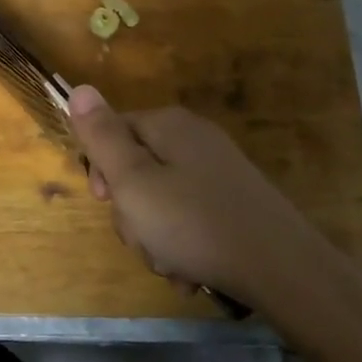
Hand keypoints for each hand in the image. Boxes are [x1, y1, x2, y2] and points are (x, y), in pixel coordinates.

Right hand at [68, 85, 321, 305]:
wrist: (282, 268)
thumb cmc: (194, 223)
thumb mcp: (134, 181)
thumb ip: (102, 137)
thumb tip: (79, 88)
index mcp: (168, 125)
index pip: (112, 132)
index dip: (101, 169)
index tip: (105, 201)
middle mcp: (193, 139)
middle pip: (137, 170)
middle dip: (132, 212)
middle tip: (144, 238)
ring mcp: (217, 171)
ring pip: (161, 201)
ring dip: (156, 238)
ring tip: (171, 263)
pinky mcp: (233, 202)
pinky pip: (189, 218)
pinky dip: (183, 245)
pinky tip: (191, 272)